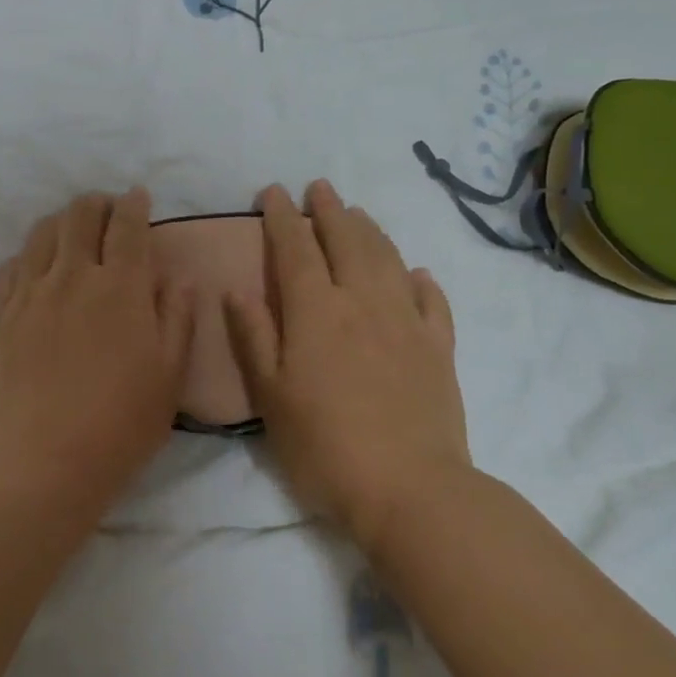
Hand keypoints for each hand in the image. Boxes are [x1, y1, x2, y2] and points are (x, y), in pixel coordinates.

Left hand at [0, 189, 196, 508]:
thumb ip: (177, 318)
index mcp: (121, 287)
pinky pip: (10, 266)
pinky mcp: (1, 314)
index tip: (138, 198)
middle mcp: (73, 276)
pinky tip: (35, 268)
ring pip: (41, 233)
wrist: (43, 459)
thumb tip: (178, 277)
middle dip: (97, 204)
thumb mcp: (169, 375)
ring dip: (61, 222)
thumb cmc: (120, 423)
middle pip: (80, 215)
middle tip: (107, 213)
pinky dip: (27, 256)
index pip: (127, 225)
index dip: (134, 204)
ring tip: (71, 233)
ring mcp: (31, 293)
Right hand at [224, 181, 471, 554]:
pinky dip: (420, 279)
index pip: (295, 249)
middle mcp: (362, 302)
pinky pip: (431, 300)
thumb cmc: (324, 445)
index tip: (273, 192)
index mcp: (316, 311)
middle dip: (329, 210)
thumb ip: (253, 336)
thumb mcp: (270, 395)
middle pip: (346, 241)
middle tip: (319, 187)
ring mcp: (406, 322)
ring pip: (388, 259)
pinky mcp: (439, 348)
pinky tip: (415, 272)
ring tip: (357, 213)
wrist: (410, 489)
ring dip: (370, 230)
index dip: (282, 217)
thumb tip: (236, 289)